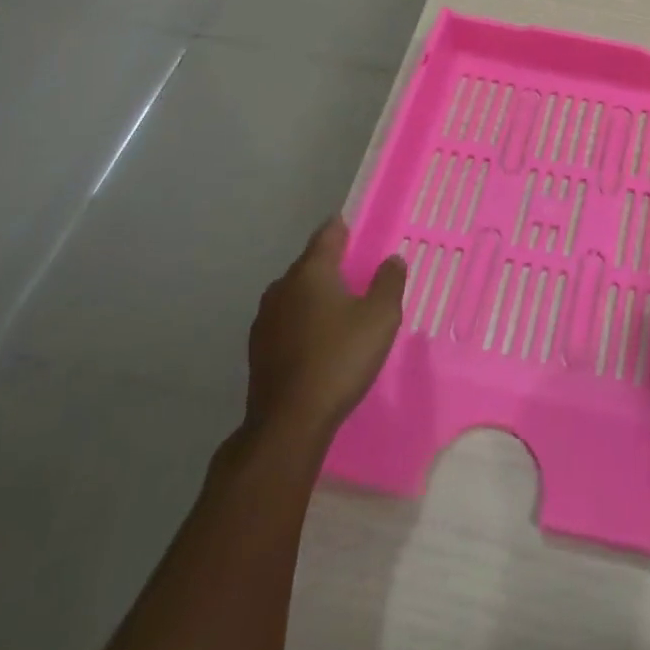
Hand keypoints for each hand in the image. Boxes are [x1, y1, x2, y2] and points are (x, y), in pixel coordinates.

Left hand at [240, 216, 405, 451]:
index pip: (327, 235)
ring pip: (295, 294)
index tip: (353, 226)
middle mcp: (282, 287)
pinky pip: (286, 321)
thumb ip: (389, 282)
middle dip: (330, 264)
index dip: (342, 228)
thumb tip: (392, 259)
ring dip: (314, 295)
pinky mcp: (257, 350)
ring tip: (338, 306)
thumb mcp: (380, 317)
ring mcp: (265, 320)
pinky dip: (302, 321)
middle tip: (355, 270)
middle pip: (309, 264)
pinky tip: (317, 338)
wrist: (288, 424)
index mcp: (311, 271)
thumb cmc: (339, 359)